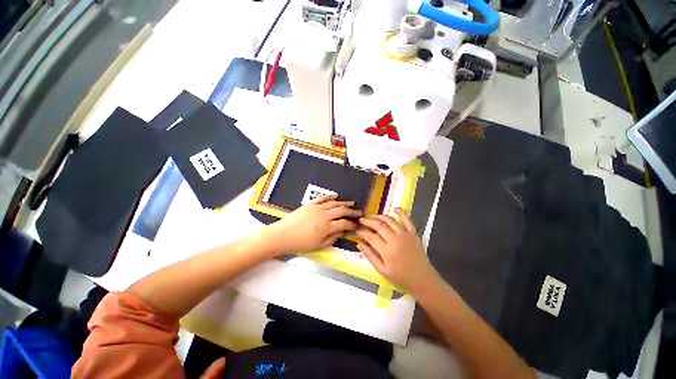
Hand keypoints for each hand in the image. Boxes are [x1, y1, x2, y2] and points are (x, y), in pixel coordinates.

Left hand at [265, 194, 361, 253]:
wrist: (283, 234)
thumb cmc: (300, 243)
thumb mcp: (318, 245)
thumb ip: (332, 238)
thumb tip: (341, 232)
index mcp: (326, 227)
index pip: (343, 224)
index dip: (352, 224)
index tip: (356, 225)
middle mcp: (324, 215)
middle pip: (341, 211)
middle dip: (352, 212)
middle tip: (359, 212)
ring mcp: (317, 208)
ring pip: (334, 203)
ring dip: (344, 203)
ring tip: (351, 203)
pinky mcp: (310, 204)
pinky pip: (322, 198)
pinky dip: (330, 196)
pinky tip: (335, 195)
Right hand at [356, 208, 435, 294]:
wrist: (422, 279)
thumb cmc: (400, 277)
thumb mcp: (382, 270)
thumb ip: (370, 255)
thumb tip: (359, 243)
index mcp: (387, 250)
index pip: (370, 236)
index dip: (362, 232)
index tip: (357, 230)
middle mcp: (395, 239)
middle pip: (378, 225)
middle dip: (368, 221)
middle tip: (361, 219)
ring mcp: (405, 235)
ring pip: (390, 220)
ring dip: (379, 216)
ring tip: (372, 216)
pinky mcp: (413, 233)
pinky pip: (407, 220)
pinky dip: (401, 212)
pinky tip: (395, 208)